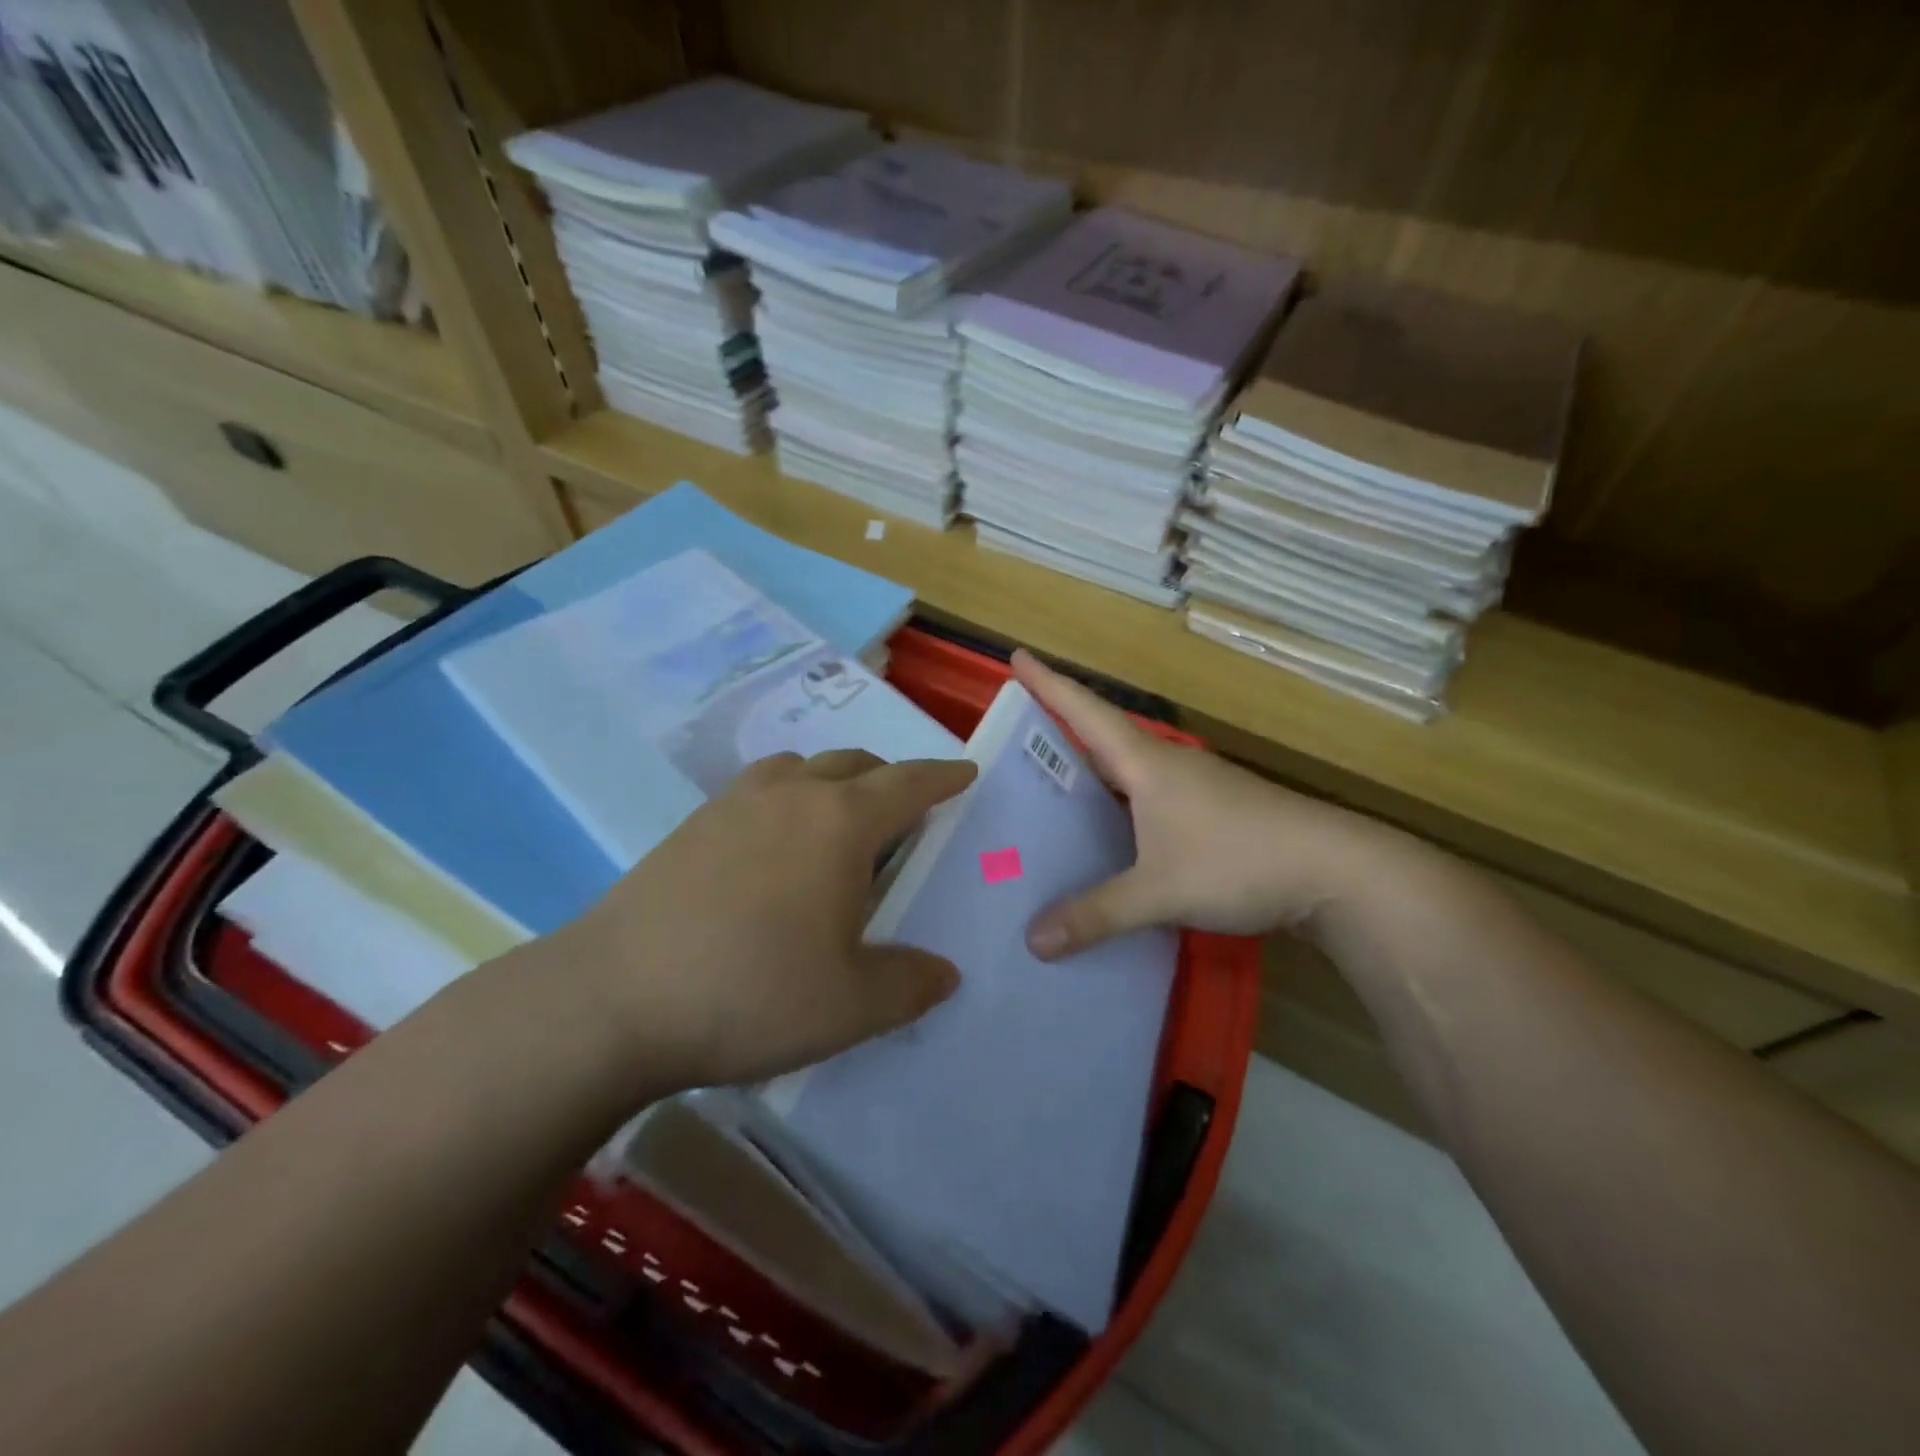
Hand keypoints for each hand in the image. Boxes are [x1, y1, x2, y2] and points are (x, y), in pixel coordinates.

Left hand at [551, 749, 976, 1092]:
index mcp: (840, 823)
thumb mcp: (851, 1006)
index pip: (908, 785)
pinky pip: (757, 791)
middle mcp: (791, 796)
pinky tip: (772, 848)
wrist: (613, 999)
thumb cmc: (751, 992)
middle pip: (853, 763)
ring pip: (799, 768)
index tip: (965, 771)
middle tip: (905, 810)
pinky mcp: (690, 826)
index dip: (943, 777)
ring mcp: (734, 805)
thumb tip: (945, 973)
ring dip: (832, 780)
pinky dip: (785, 799)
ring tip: (838, 819)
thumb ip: (910, 986)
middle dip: (888, 777)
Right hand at [1013, 651, 1400, 957]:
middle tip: (1018, 737)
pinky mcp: (1215, 815)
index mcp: (1146, 764)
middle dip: (1061, 729)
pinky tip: (1110, 836)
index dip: (1048, 684)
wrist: (1336, 872)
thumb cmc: (1239, 860)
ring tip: (1052, 790)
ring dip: (1092, 772)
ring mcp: (1196, 789)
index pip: (1085, 712)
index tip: (1017, 655)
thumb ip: (1096, 915)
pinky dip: (1119, 807)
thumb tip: (1032, 942)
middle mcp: (1168, 766)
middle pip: (1103, 737)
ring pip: (1128, 771)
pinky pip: (1149, 801)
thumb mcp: (1160, 891)